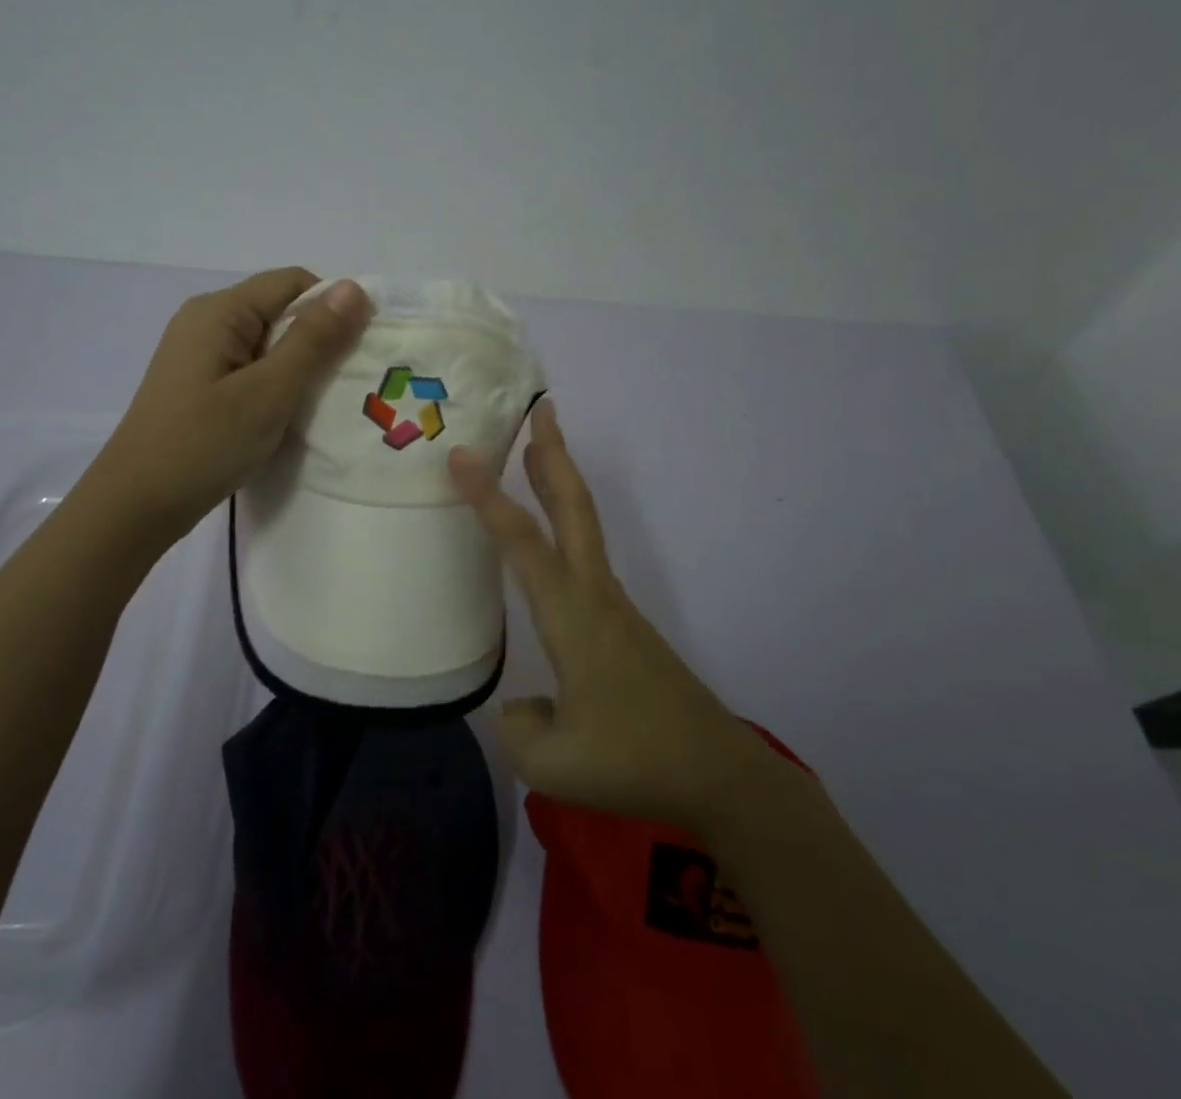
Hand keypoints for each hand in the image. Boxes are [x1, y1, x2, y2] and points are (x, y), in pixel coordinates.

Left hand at [96, 269, 369, 539]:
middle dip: (316, 341)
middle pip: (279, 310)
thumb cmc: (204, 444)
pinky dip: (274, 385)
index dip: (332, 309)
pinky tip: (283, 417)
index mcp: (220, 310)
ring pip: (266, 343)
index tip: (356, 352)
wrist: (135, 506)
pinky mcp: (197, 384)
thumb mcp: (269, 391)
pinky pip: (249, 368)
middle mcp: (206, 320)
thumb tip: (354, 287)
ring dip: (297, 368)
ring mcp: (198, 354)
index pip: (293, 282)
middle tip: (342, 386)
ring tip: (317, 406)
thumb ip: (313, 339)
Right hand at [449, 401, 774, 834]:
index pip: (523, 542)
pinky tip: (549, 544)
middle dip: (555, 454)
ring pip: (583, 525)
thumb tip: (516, 706)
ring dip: (560, 482)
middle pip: (574, 507)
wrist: (719, 773)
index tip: (461, 456)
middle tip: (541, 408)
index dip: (489, 497)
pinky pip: (585, 555)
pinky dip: (565, 523)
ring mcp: (613, 606)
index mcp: (572, 616)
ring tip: (536, 450)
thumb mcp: (554, 764)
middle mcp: (594, 595)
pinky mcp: (622, 623)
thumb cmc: (634, 761)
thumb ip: (517, 728)